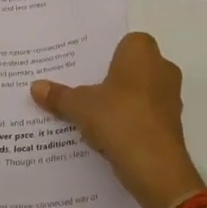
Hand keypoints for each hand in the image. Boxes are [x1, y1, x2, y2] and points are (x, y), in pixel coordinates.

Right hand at [31, 32, 203, 207]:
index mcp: (142, 52)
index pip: (125, 42)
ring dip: (121, 102)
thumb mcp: (79, 106)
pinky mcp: (171, 124)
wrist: (154, 165)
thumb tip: (35, 87)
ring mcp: (170, 97)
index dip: (106, 54)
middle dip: (112, 78)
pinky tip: (107, 135)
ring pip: (140, 92)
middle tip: (83, 89)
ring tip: (91, 114)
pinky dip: (130, 121)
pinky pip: (145, 115)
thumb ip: (59, 95)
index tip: (85, 68)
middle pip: (132, 68)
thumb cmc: (118, 118)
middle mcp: (162, 68)